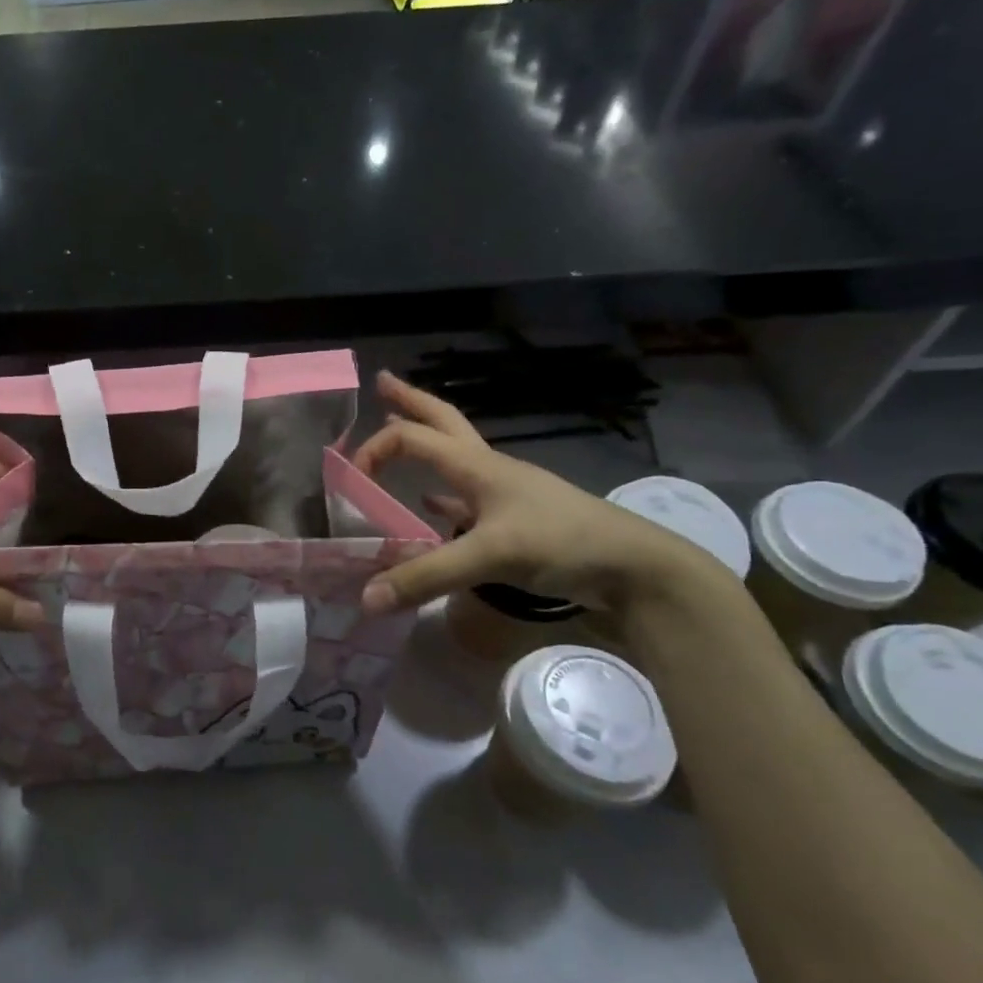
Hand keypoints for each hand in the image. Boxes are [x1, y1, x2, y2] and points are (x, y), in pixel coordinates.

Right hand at [352, 371, 722, 614]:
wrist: (635, 570)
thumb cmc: (562, 543)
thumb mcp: (489, 556)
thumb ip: (425, 576)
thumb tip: (364, 599)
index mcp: (477, 465)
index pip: (412, 438)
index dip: (374, 450)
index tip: (348, 480)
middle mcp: (488, 470)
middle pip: (442, 422)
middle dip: (410, 401)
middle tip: (382, 382)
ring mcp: (503, 495)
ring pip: (454, 458)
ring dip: (425, 444)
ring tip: (399, 433)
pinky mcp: (515, 522)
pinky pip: (465, 500)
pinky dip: (440, 498)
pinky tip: (430, 507)